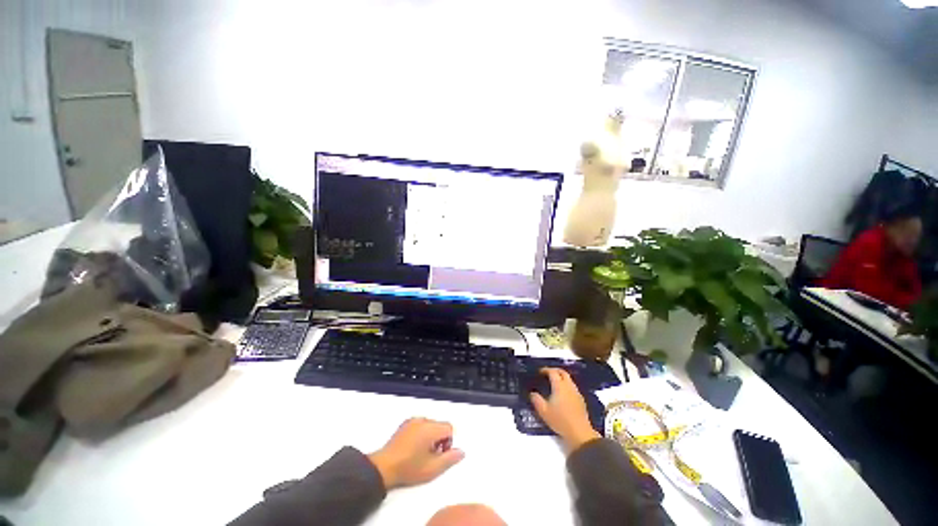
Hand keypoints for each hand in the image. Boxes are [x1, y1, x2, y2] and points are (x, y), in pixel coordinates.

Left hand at [367, 418, 464, 489]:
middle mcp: (422, 420)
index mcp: (430, 428)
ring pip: (430, 425)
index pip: (449, 427)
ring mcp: (412, 421)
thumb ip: (450, 459)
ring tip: (421, 453)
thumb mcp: (432, 469)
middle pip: (440, 425)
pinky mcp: (405, 424)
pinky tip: (413, 447)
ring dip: (431, 436)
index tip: (440, 454)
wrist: (383, 467)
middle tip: (431, 456)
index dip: (449, 442)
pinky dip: (421, 433)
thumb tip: (461, 451)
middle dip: (440, 439)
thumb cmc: (409, 468)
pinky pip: (420, 425)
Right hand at [530, 368, 600, 450]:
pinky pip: (572, 387)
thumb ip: (536, 400)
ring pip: (569, 379)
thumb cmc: (560, 420)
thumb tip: (532, 393)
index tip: (540, 372)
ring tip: (554, 383)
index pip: (552, 372)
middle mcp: (569, 386)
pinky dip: (566, 385)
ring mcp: (576, 393)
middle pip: (562, 372)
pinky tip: (563, 394)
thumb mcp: (543, 411)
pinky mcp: (581, 400)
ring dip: (561, 378)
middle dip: (554, 370)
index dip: (545, 370)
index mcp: (559, 386)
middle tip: (547, 373)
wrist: (579, 433)